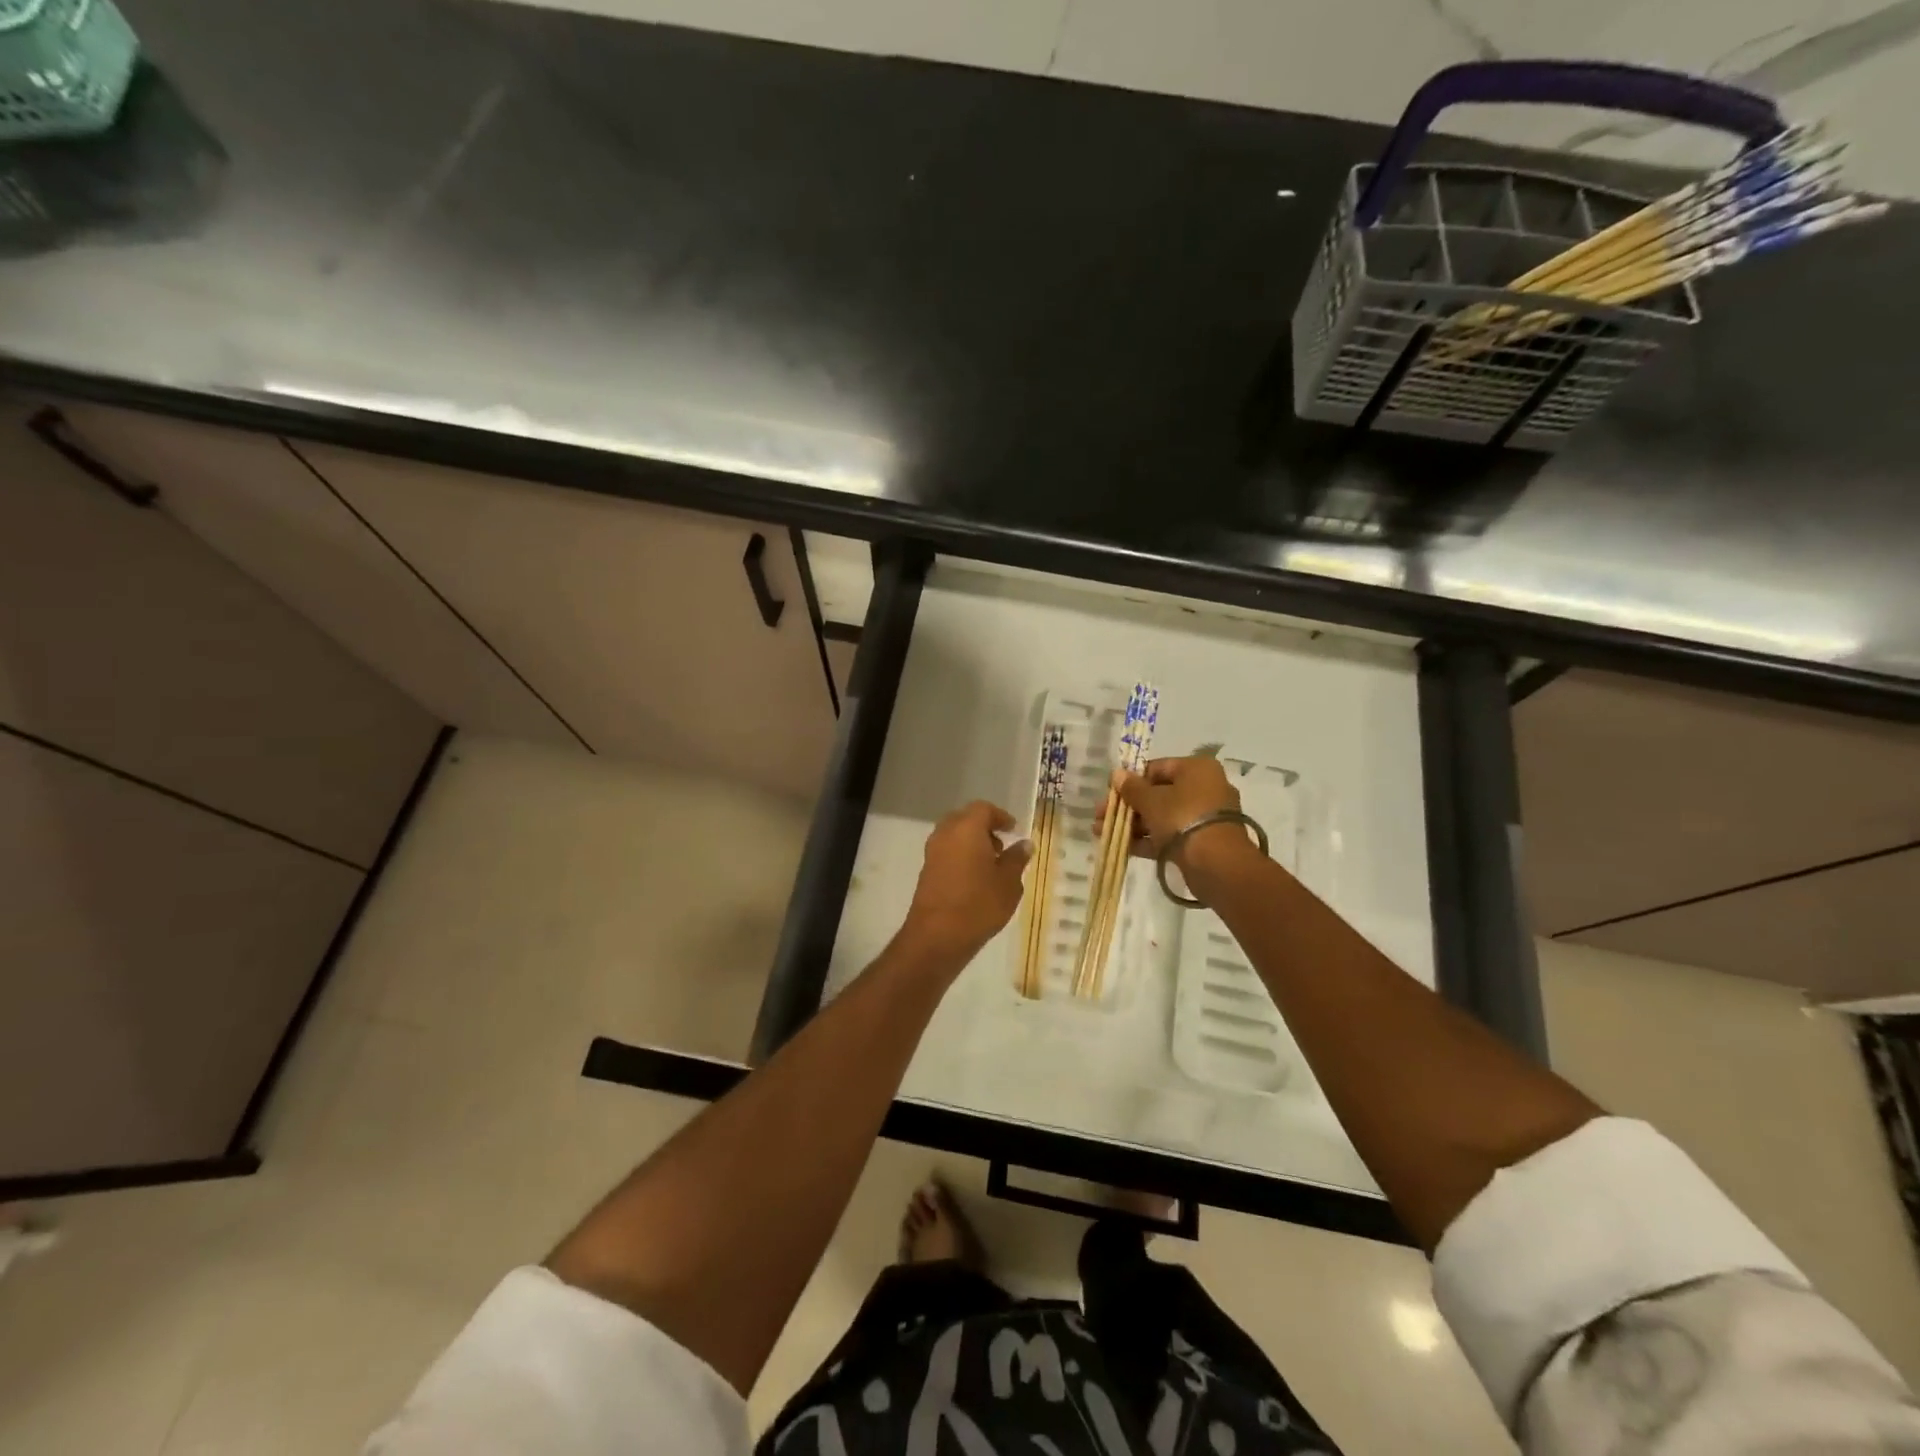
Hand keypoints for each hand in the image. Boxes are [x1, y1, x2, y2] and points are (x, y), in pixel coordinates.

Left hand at [900, 801, 1032, 966]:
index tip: (1013, 830)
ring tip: (991, 865)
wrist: (937, 936)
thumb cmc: (979, 904)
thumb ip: (1016, 859)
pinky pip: (947, 852)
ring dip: (972, 842)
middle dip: (984, 828)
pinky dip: (961, 855)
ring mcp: (932, 852)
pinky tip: (975, 878)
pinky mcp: (926, 870)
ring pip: (954, 835)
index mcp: (966, 828)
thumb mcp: (1008, 883)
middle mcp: (946, 833)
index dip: (1000, 817)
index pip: (983, 809)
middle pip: (965, 819)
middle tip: (1002, 846)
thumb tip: (1024, 844)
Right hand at [1107, 757, 1261, 883]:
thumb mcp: (1151, 800)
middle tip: (1101, 815)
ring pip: (1161, 816)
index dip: (1131, 780)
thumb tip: (1117, 774)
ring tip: (1102, 832)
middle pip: (1157, 794)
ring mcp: (1203, 817)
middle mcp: (1204, 788)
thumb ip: (1132, 788)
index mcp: (1196, 769)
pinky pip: (1169, 835)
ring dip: (1132, 824)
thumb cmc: (1182, 818)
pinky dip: (1147, 839)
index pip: (1157, 768)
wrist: (1216, 862)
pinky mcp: (1200, 841)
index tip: (1110, 792)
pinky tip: (1121, 846)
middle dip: (1127, 806)